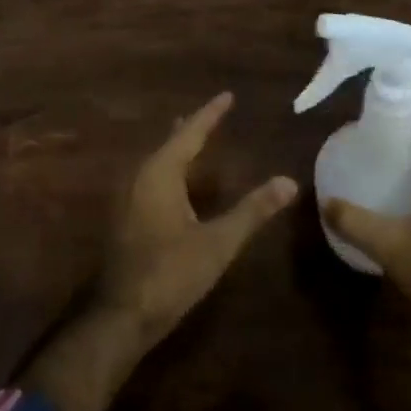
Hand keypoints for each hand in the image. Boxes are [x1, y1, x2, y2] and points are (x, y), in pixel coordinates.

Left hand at [97, 91, 298, 346]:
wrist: (122, 315)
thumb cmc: (171, 273)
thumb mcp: (219, 242)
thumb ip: (253, 210)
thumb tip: (289, 181)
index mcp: (159, 174)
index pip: (190, 134)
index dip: (210, 114)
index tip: (227, 96)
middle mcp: (139, 178)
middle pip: (169, 143)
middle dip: (192, 128)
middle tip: (213, 113)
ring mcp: (128, 199)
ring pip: (157, 162)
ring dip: (178, 148)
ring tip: (195, 139)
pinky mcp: (126, 218)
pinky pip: (151, 179)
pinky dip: (169, 169)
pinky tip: (177, 182)